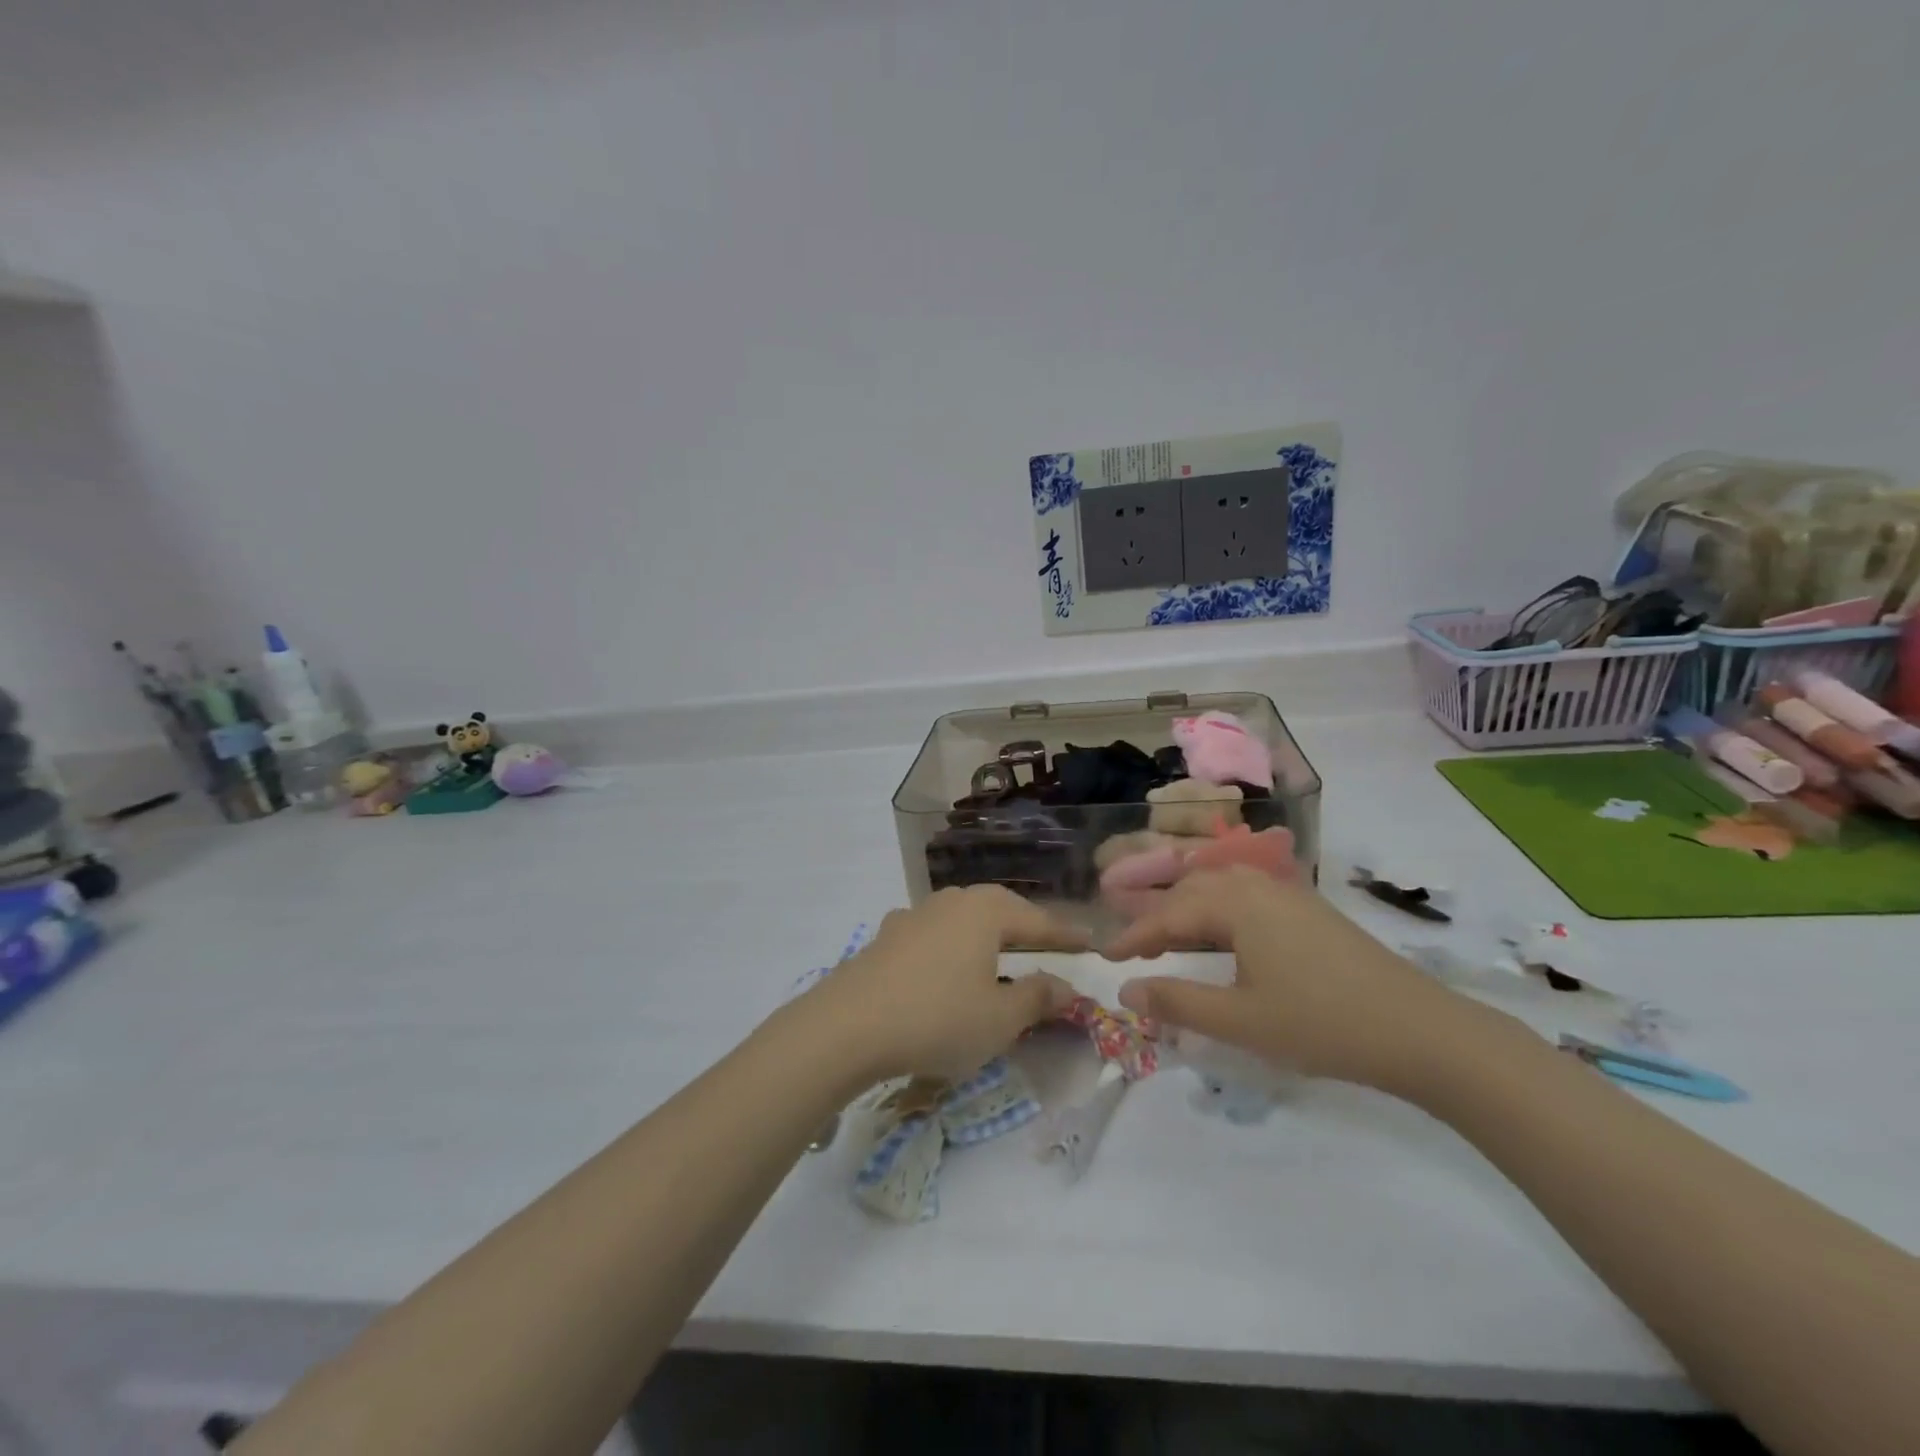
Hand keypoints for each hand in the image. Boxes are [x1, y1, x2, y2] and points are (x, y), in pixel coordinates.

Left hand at [802, 887, 1087, 1082]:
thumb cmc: (937, 1019)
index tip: (1091, 942)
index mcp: (985, 912)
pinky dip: (954, 946)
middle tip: (1049, 944)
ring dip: (987, 934)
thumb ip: (1037, 998)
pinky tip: (948, 962)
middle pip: (1000, 909)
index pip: (1038, 922)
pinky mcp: (887, 937)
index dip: (1067, 936)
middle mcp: (951, 902)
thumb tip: (1066, 986)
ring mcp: (915, 915)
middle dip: (1026, 926)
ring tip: (1001, 952)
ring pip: (964, 918)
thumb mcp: (1000, 1019)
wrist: (847, 1026)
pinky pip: (935, 934)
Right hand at [1104, 867, 1480, 1091]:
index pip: (1169, 915)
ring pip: (1223, 891)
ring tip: (1175, 942)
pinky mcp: (1312, 912)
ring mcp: (1290, 895)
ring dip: (1191, 912)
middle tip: (1137, 949)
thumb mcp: (1240, 1021)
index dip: (1134, 936)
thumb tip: (1126, 989)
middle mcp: (1259, 887)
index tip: (1106, 956)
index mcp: (1236, 904)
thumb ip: (1177, 1002)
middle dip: (1159, 917)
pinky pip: (1250, 900)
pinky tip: (1226, 941)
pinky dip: (1222, 915)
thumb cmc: (1321, 1024)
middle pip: (1194, 891)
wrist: (1421, 1031)